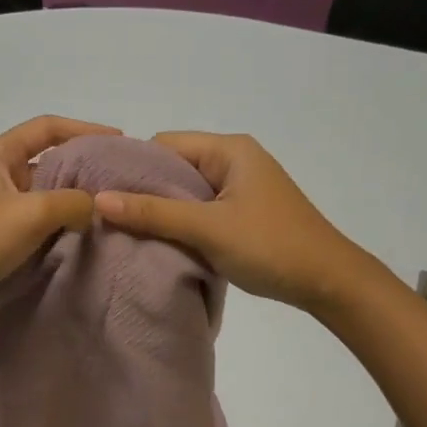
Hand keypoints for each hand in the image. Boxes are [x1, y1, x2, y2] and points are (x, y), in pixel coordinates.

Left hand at [0, 114, 119, 331]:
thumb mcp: (31, 213)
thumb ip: (72, 202)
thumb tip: (94, 207)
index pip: (47, 128)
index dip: (84, 129)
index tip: (118, 140)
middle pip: (47, 160)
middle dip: (82, 168)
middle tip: (117, 179)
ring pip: (42, 194)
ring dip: (70, 199)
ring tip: (106, 208)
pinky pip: (34, 221)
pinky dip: (57, 224)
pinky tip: (79, 235)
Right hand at [93, 131, 370, 311]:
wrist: (328, 282)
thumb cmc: (270, 246)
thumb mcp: (207, 229)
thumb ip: (153, 213)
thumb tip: (98, 199)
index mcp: (228, 150)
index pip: (164, 144)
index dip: (132, 166)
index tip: (103, 194)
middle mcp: (234, 160)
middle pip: (173, 167)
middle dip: (143, 191)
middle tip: (109, 218)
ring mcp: (240, 188)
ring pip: (186, 193)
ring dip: (162, 212)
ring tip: (128, 233)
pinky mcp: (243, 213)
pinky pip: (200, 211)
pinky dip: (181, 225)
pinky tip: (161, 243)